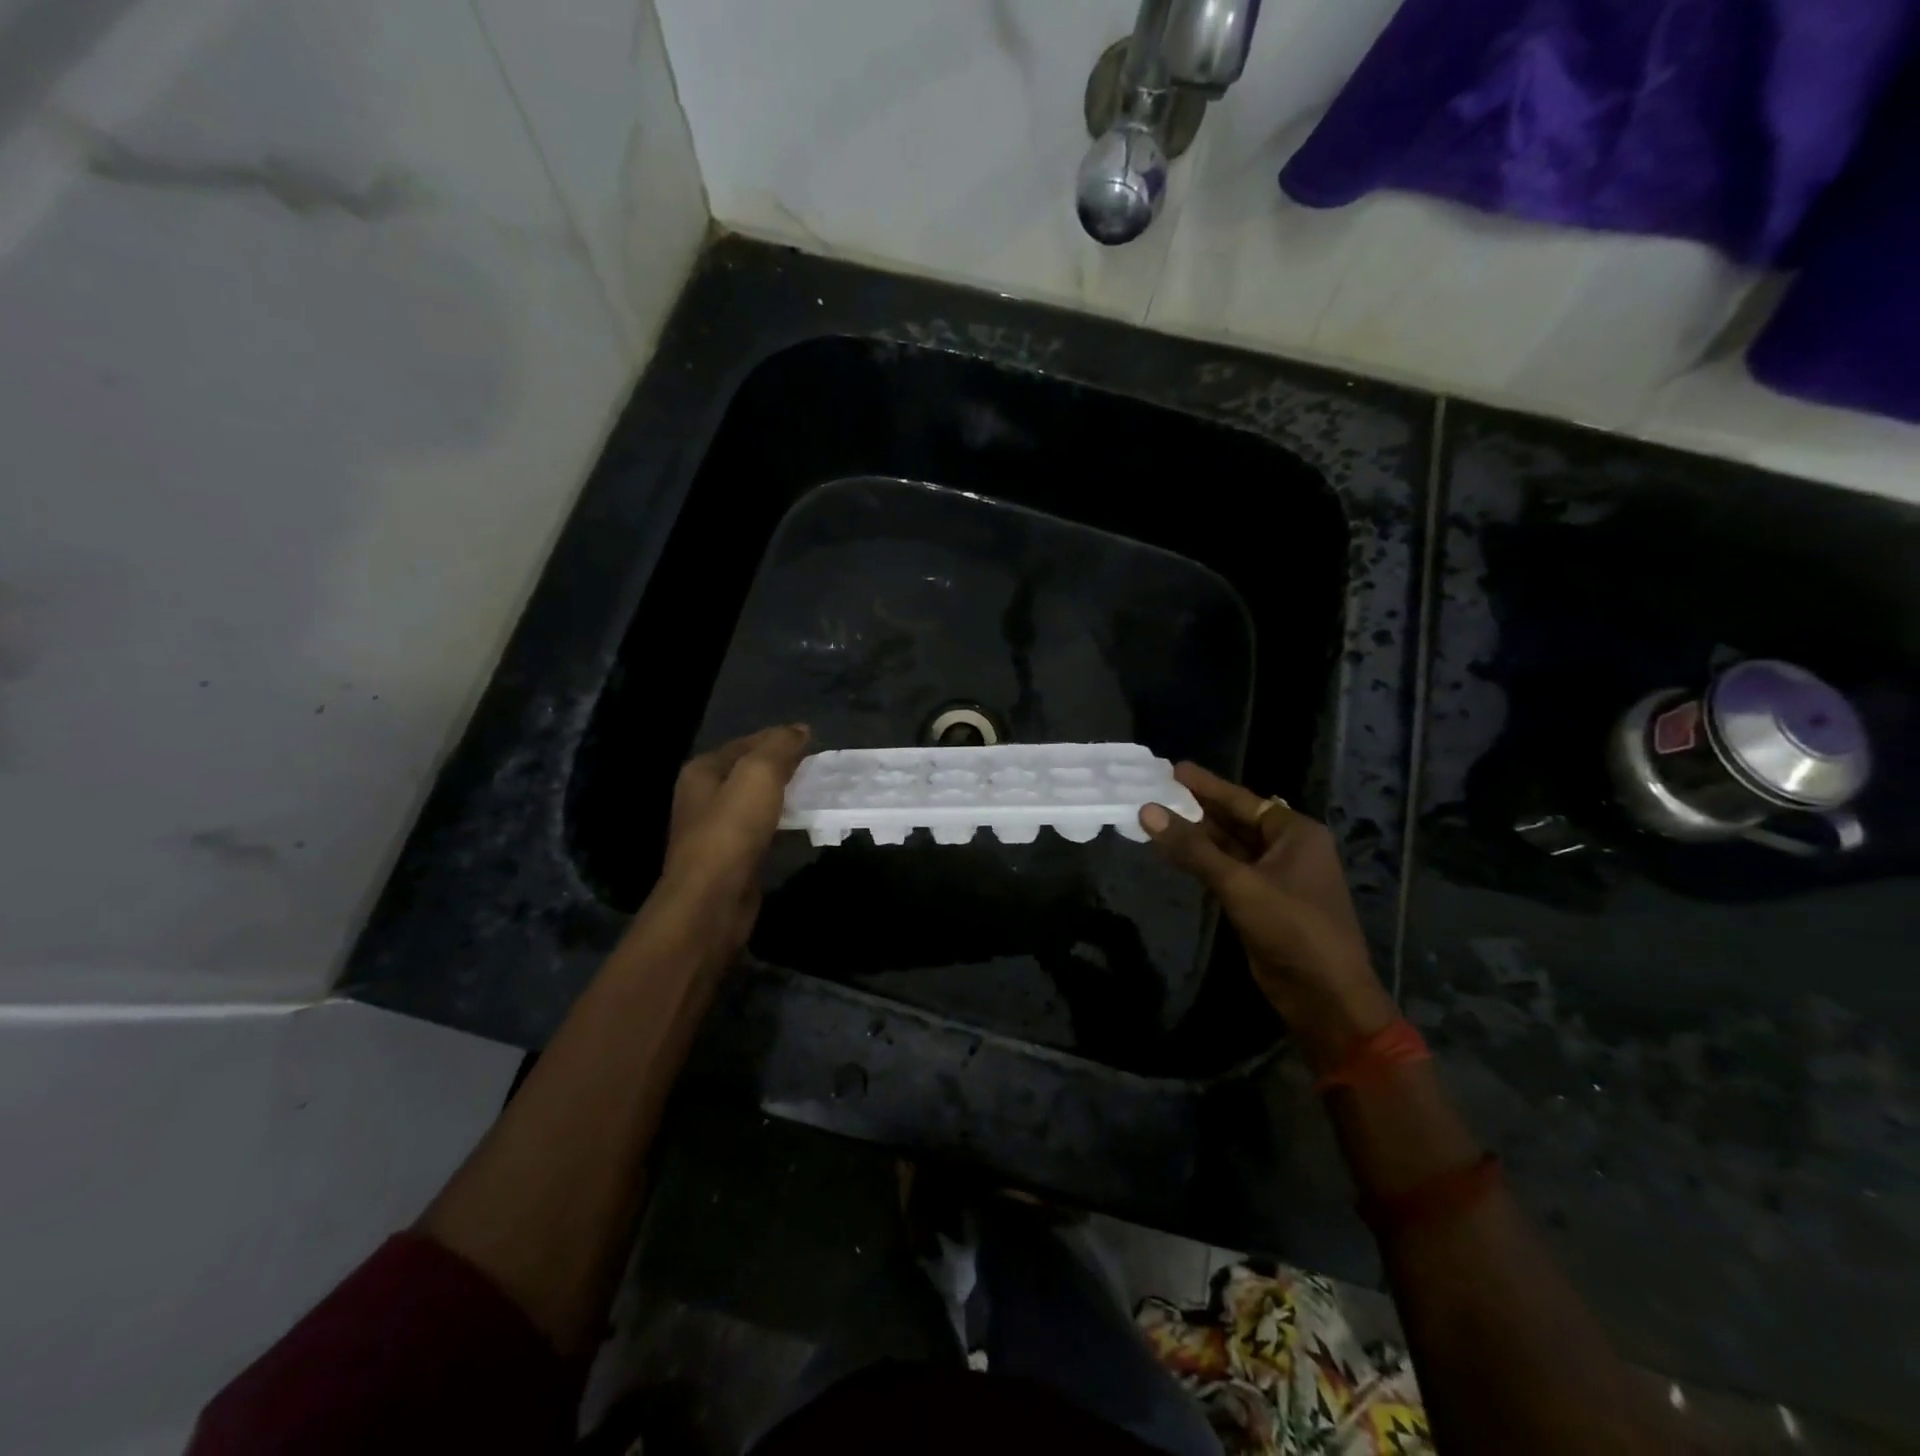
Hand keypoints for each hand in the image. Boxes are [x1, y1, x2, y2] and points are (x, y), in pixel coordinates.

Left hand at [653, 724, 810, 959]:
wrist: (711, 901)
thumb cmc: (731, 830)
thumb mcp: (758, 775)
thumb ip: (779, 747)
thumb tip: (799, 729)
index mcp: (703, 771)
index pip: (746, 742)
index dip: (778, 738)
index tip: (812, 740)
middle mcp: (702, 797)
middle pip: (748, 772)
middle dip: (781, 767)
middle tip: (817, 768)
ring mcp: (714, 831)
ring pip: (754, 802)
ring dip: (782, 796)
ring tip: (814, 794)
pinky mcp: (729, 859)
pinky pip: (759, 830)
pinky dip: (779, 823)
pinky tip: (799, 827)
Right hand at [1140, 762, 1396, 1067]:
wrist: (1325, 996)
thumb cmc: (1292, 929)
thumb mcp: (1239, 883)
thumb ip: (1192, 848)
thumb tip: (1148, 811)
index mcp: (1295, 833)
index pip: (1242, 800)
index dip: (1206, 785)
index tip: (1172, 768)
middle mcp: (1287, 849)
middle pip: (1234, 821)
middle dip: (1197, 809)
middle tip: (1155, 792)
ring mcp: (1275, 877)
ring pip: (1228, 848)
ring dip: (1196, 837)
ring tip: (1155, 817)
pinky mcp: (1262, 903)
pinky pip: (1227, 872)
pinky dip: (1202, 862)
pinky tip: (1174, 854)